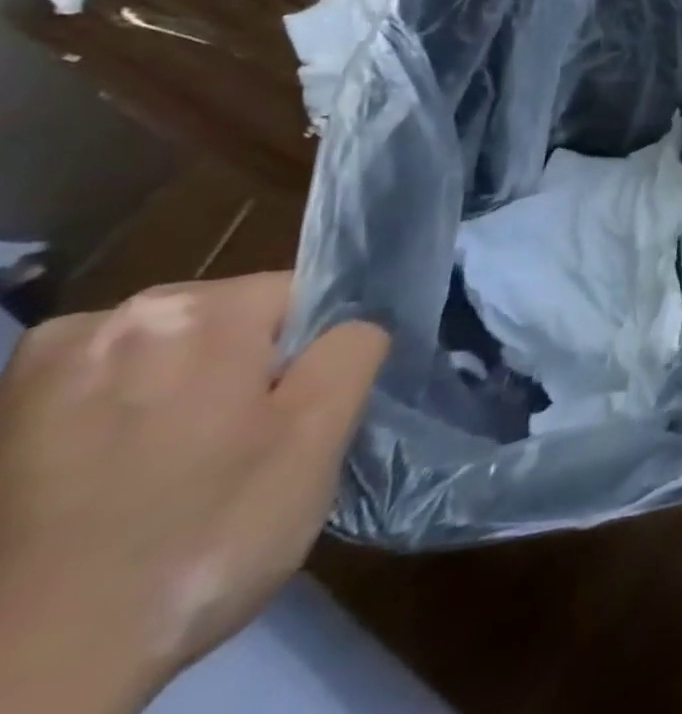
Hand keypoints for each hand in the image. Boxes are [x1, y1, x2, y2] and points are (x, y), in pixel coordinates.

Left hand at [0, 272, 387, 713]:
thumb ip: (354, 351)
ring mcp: (41, 368)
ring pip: (170, 353)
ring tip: (176, 470)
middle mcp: (113, 317)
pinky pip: (105, 385)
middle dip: (247, 371)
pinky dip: (123, 414)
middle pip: (231, 321)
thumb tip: (350, 327)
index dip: (311, 356)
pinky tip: (116, 474)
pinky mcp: (2, 417)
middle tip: (239, 453)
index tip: (289, 422)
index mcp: (199, 310)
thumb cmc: (201, 537)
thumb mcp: (319, 438)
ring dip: (184, 393)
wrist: (28, 678)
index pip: (302, 298)